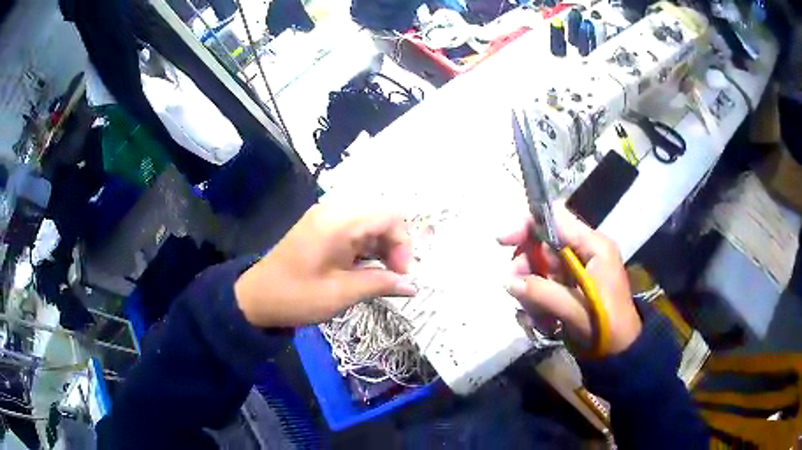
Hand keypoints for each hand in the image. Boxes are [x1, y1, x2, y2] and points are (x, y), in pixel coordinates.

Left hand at [234, 203, 416, 327]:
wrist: (256, 298)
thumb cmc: (296, 296)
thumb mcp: (341, 294)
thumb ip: (380, 284)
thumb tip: (413, 286)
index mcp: (339, 221)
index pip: (390, 216)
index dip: (404, 244)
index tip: (400, 274)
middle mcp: (335, 211)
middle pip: (382, 217)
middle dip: (394, 246)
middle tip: (393, 278)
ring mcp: (327, 218)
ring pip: (370, 224)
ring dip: (381, 249)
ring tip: (380, 277)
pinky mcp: (322, 228)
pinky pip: (355, 231)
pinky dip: (366, 249)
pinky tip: (365, 270)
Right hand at [499, 204, 640, 354]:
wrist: (621, 350)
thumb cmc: (606, 326)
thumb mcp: (575, 310)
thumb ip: (542, 293)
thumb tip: (508, 281)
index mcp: (594, 246)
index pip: (556, 219)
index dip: (528, 225)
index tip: (503, 242)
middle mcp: (586, 251)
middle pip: (545, 243)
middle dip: (526, 265)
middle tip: (513, 287)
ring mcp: (578, 268)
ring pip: (541, 265)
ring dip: (531, 288)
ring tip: (534, 313)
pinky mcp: (572, 284)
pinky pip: (545, 282)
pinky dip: (537, 298)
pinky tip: (540, 319)